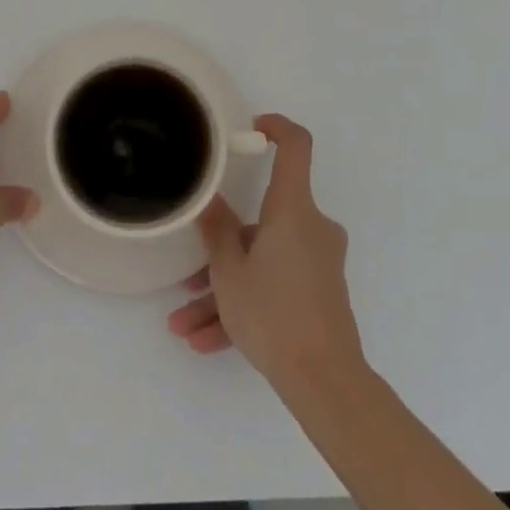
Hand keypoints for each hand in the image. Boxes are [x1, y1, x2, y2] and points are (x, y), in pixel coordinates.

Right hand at [167, 114, 364, 398]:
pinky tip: (207, 342)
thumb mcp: (229, 272)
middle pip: (260, 222)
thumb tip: (210, 200)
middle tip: (187, 281)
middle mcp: (311, 228)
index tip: (251, 129)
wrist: (324, 381)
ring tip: (185, 326)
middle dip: (220, 251)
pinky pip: (274, 285)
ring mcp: (317, 261)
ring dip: (223, 290)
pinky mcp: (318, 291)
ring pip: (261, 261)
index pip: (297, 147)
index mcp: (293, 210)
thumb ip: (217, 230)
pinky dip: (244, 305)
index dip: (276, 128)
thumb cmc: (273, 313)